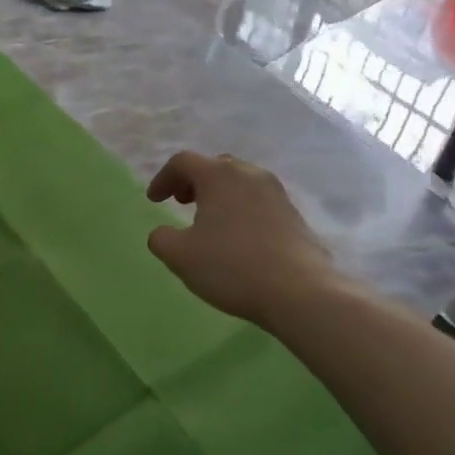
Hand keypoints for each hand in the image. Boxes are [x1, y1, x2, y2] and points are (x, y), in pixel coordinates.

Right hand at [146, 151, 341, 326]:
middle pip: (215, 166)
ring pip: (240, 182)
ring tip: (210, 220)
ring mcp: (277, 193)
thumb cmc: (232, 267)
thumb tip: (163, 233)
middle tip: (182, 202)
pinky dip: (241, 209)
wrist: (300, 292)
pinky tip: (238, 237)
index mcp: (219, 176)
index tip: (154, 200)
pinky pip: (259, 201)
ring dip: (220, 194)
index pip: (183, 162)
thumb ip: (161, 239)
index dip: (163, 178)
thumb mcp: (180, 256)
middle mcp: (250, 174)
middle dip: (194, 181)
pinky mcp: (294, 215)